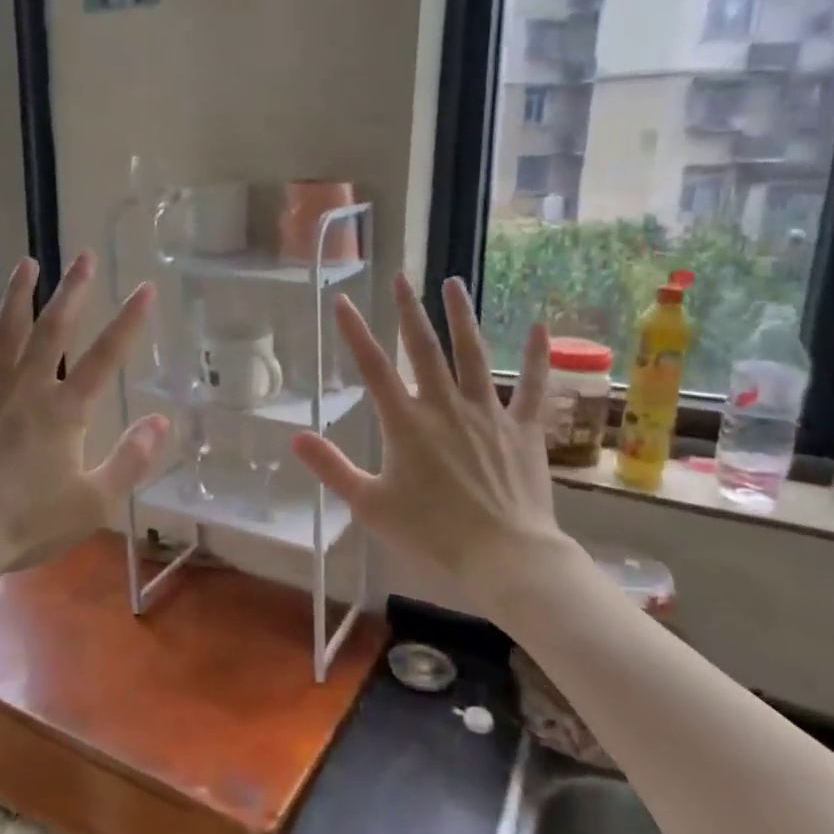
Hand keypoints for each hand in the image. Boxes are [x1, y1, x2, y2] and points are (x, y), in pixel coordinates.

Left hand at [0, 252, 168, 585]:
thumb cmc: (27, 523)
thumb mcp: (94, 501)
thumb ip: (130, 460)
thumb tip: (161, 420)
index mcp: (65, 411)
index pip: (105, 357)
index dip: (129, 321)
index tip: (145, 288)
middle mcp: (27, 389)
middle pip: (53, 331)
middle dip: (72, 292)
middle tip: (83, 256)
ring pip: (3, 333)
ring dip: (16, 296)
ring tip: (26, 262)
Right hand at [291, 274, 575, 596]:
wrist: (504, 555)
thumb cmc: (431, 533)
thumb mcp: (369, 505)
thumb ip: (332, 468)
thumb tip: (295, 437)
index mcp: (406, 424)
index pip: (374, 368)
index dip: (356, 333)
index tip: (343, 301)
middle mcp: (445, 407)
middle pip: (423, 349)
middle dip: (409, 311)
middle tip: (401, 279)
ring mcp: (488, 414)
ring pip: (473, 355)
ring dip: (461, 317)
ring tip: (453, 283)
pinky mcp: (524, 429)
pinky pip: (534, 386)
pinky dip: (537, 355)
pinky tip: (538, 325)